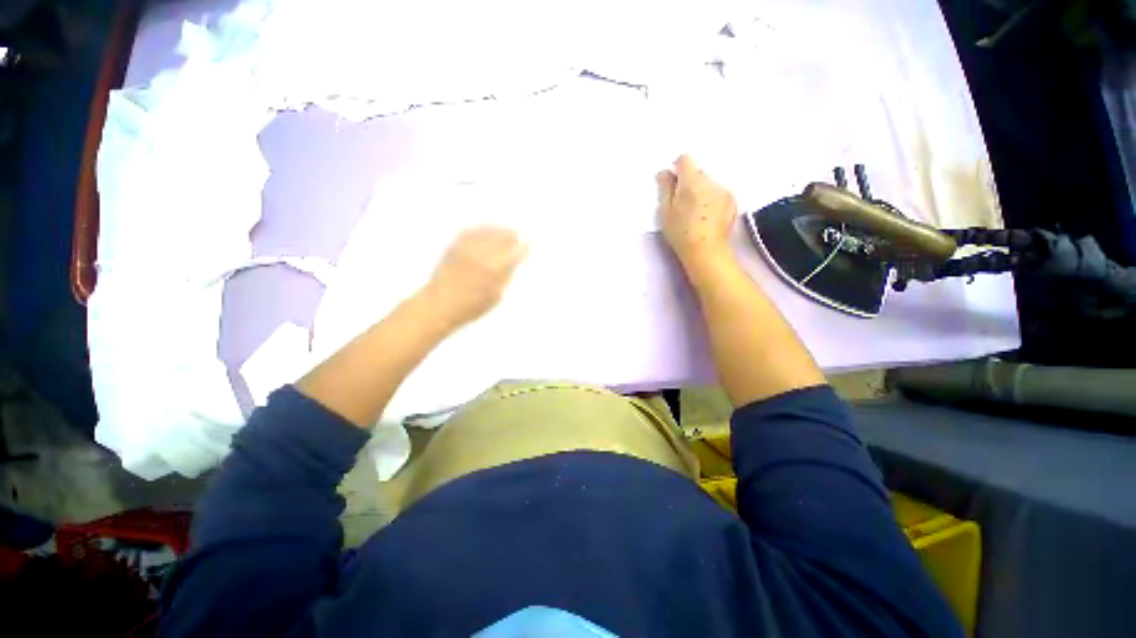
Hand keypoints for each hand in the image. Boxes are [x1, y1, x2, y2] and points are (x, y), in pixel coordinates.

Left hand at [422, 226, 527, 330]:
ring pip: (486, 232)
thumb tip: (512, 263)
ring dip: (497, 230)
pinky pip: (469, 231)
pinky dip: (480, 228)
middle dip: (510, 236)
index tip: (527, 246)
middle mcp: (482, 255)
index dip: (523, 249)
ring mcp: (467, 249)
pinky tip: (485, 229)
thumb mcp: (495, 296)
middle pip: (501, 238)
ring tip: (504, 229)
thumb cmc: (470, 307)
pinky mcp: (454, 247)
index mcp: (494, 269)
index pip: (514, 253)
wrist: (439, 305)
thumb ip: (505, 277)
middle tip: (516, 235)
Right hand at [657, 155, 737, 276]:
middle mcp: (711, 181)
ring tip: (695, 212)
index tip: (672, 181)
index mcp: (692, 182)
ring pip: (708, 183)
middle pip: (698, 172)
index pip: (685, 159)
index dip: (677, 167)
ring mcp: (724, 191)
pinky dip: (711, 199)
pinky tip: (707, 216)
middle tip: (681, 203)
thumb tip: (664, 172)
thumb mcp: (665, 213)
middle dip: (689, 182)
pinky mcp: (733, 201)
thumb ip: (665, 188)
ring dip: (701, 191)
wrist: (707, 252)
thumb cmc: (681, 234)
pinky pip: (718, 193)